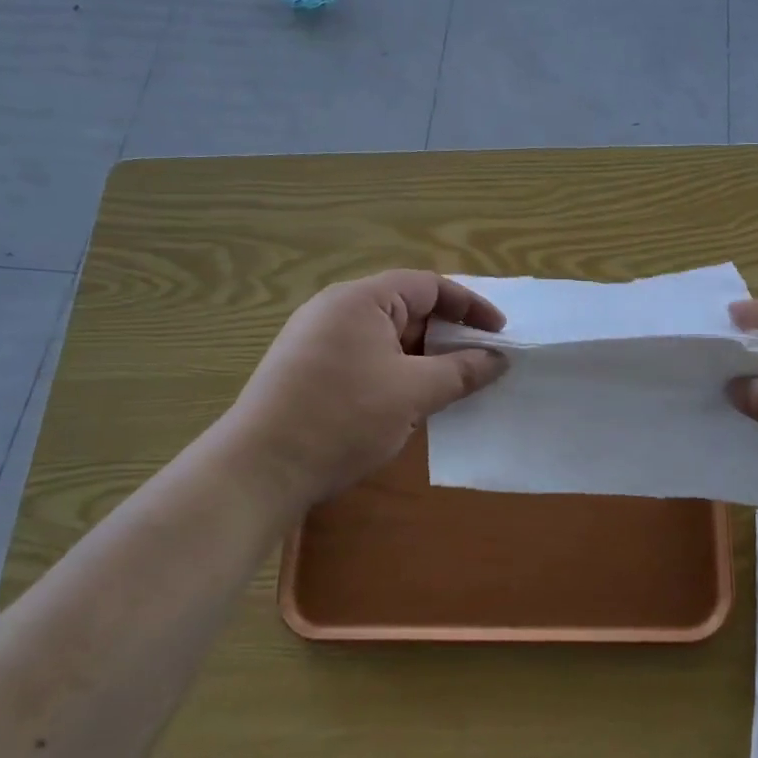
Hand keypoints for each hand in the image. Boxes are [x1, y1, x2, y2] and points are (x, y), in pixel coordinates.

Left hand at [222, 270, 506, 507]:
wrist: (258, 471)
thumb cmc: (341, 419)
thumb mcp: (412, 394)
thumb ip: (461, 371)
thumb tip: (498, 359)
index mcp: (361, 300)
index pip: (429, 286)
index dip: (470, 306)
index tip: (500, 333)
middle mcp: (336, 309)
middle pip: (407, 308)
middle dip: (447, 334)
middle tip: (481, 361)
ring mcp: (317, 339)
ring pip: (387, 337)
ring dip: (423, 357)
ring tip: (452, 384)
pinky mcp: (308, 369)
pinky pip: (366, 357)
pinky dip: (396, 371)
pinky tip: (410, 401)